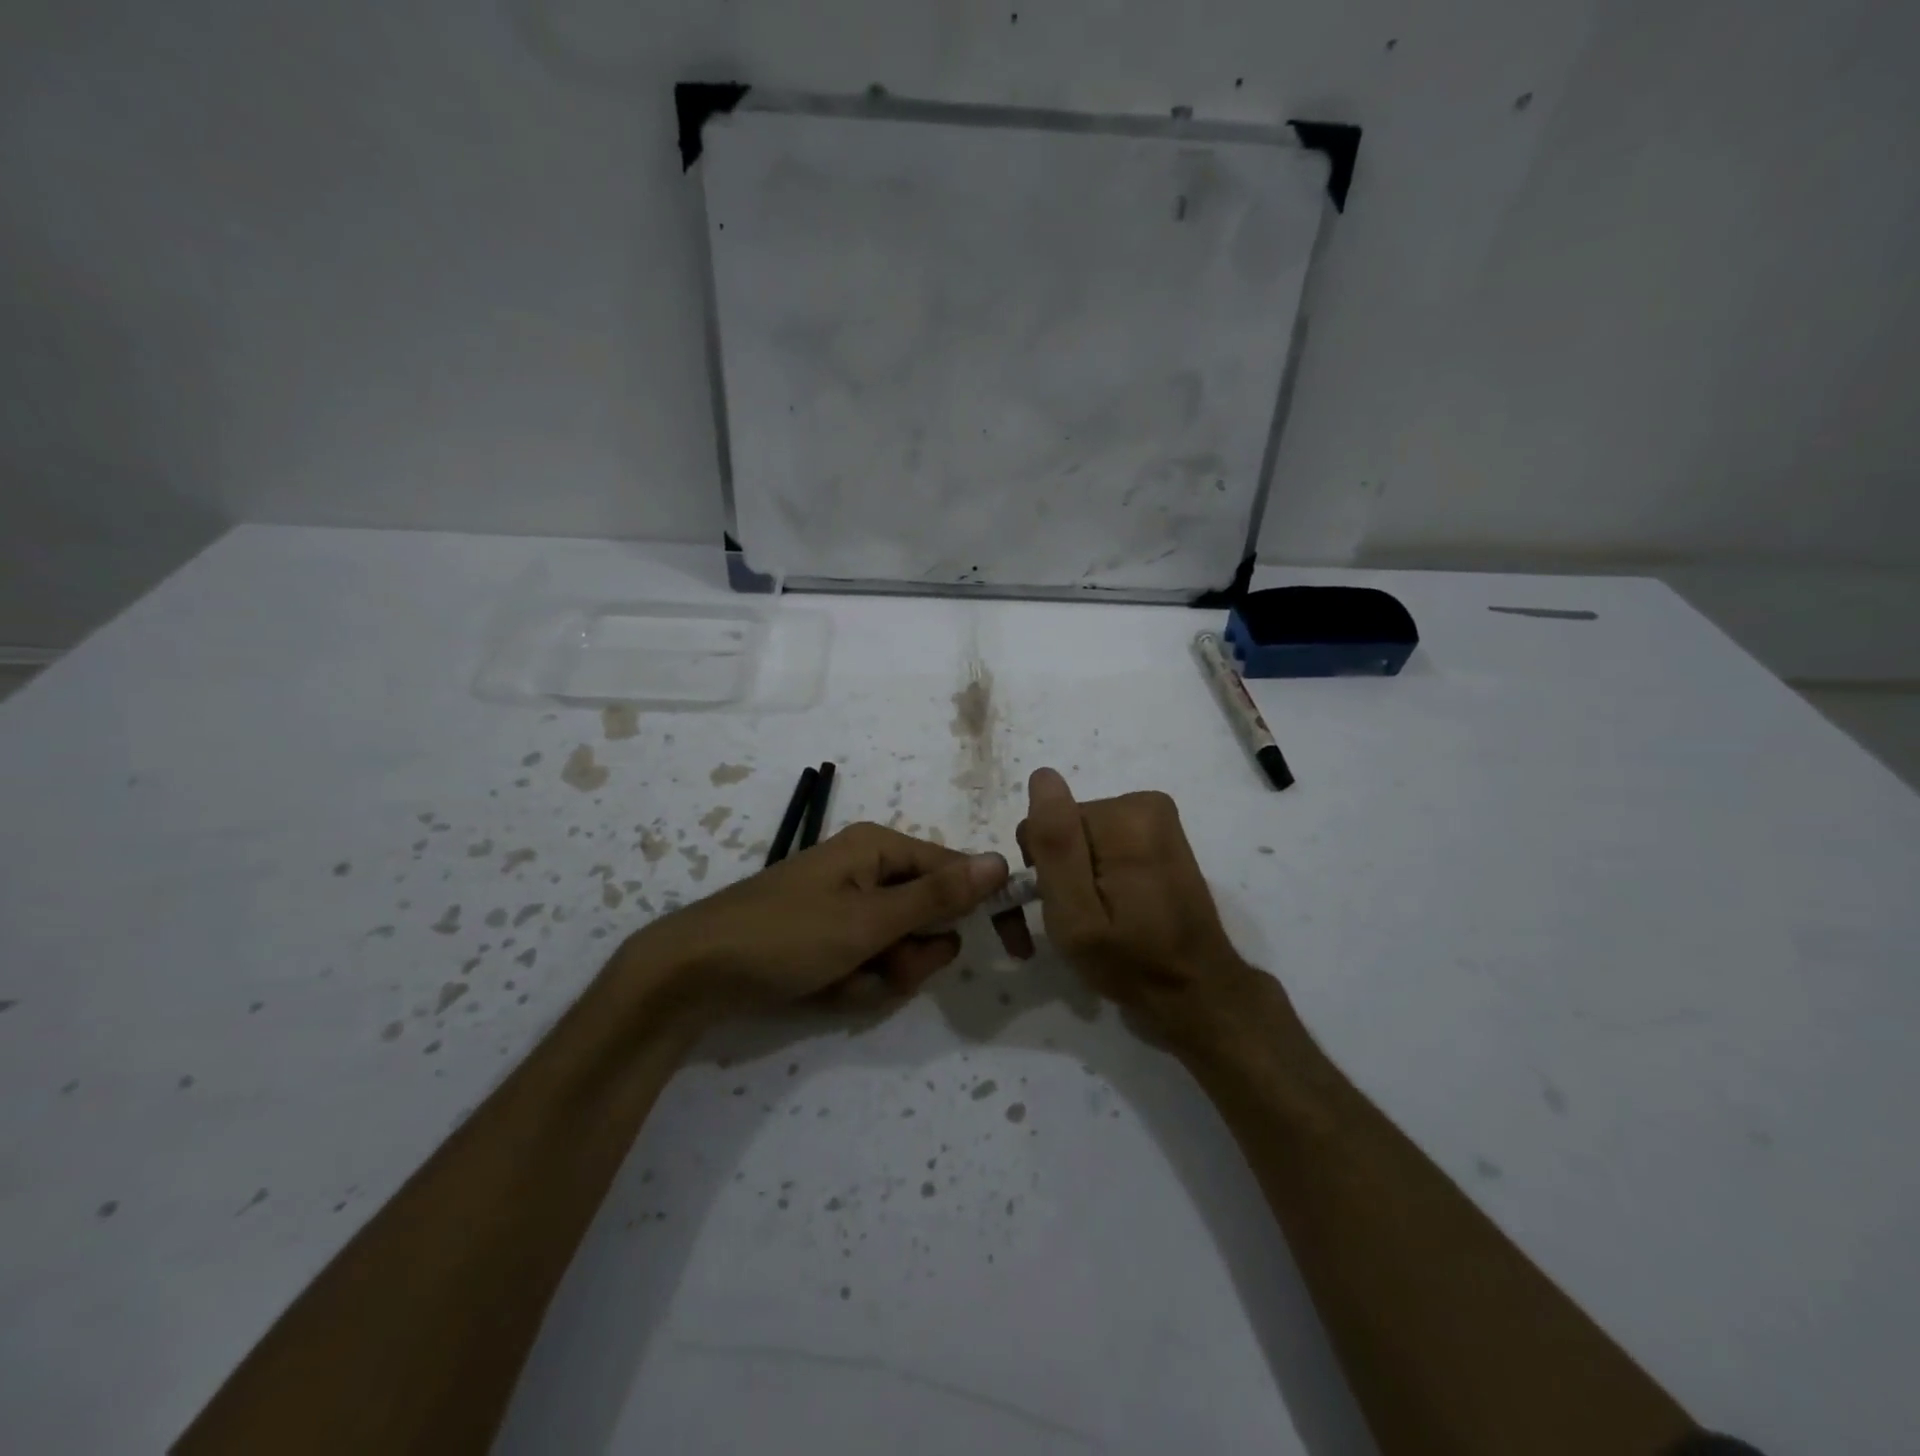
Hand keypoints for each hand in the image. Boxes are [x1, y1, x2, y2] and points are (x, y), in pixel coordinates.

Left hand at [620, 823, 1012, 1020]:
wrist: (694, 973)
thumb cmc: (786, 935)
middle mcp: (869, 869)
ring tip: (842, 979)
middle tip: (881, 966)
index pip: (959, 871)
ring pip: (901, 947)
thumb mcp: (869, 920)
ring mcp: (848, 905)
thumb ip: (937, 895)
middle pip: (929, 916)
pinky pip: (868, 962)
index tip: (1015, 949)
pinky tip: (822, 987)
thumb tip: (999, 861)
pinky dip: (855, 982)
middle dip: (913, 954)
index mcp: (881, 848)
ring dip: (882, 974)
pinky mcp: (830, 937)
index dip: (986, 907)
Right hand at [1015, 767, 1270, 1049]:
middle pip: (1068, 827)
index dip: (1040, 868)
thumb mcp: (1077, 916)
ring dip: (1076, 874)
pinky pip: (1104, 842)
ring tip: (1092, 920)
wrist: (1198, 991)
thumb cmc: (1132, 962)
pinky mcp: (1159, 835)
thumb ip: (1056, 846)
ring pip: (1082, 836)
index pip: (1048, 824)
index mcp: (1125, 818)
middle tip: (1071, 921)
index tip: (1051, 909)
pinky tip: (1110, 907)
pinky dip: (1097, 872)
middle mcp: (1144, 804)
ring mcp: (1156, 818)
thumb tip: (1043, 776)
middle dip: (1058, 870)